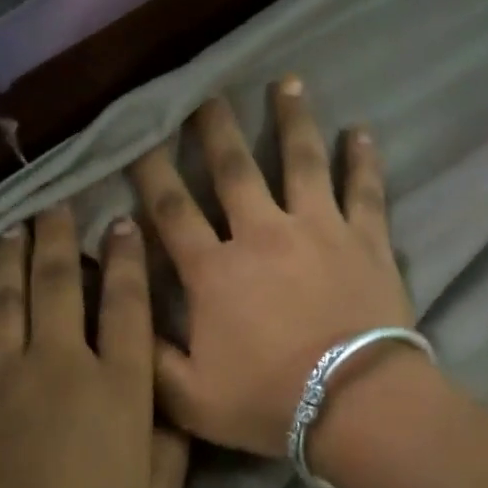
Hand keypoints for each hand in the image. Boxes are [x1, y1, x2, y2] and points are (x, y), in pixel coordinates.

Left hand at [0, 206, 189, 487]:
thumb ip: (170, 439)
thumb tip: (168, 399)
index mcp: (117, 386)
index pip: (125, 304)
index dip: (126, 258)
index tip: (121, 223)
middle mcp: (61, 362)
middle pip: (59, 282)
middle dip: (59, 235)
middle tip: (57, 200)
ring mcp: (5, 371)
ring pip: (8, 295)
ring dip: (12, 254)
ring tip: (14, 223)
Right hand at [129, 78, 413, 457]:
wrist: (355, 405)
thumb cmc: (268, 401)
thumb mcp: (187, 399)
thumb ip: (148, 355)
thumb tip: (120, 311)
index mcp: (215, 271)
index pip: (172, 211)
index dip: (150, 173)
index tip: (139, 139)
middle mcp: (262, 234)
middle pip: (234, 171)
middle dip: (216, 131)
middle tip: (206, 95)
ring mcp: (318, 230)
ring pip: (301, 162)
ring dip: (292, 120)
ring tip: (286, 82)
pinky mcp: (366, 241)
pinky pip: (365, 191)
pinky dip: (364, 160)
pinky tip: (361, 130)